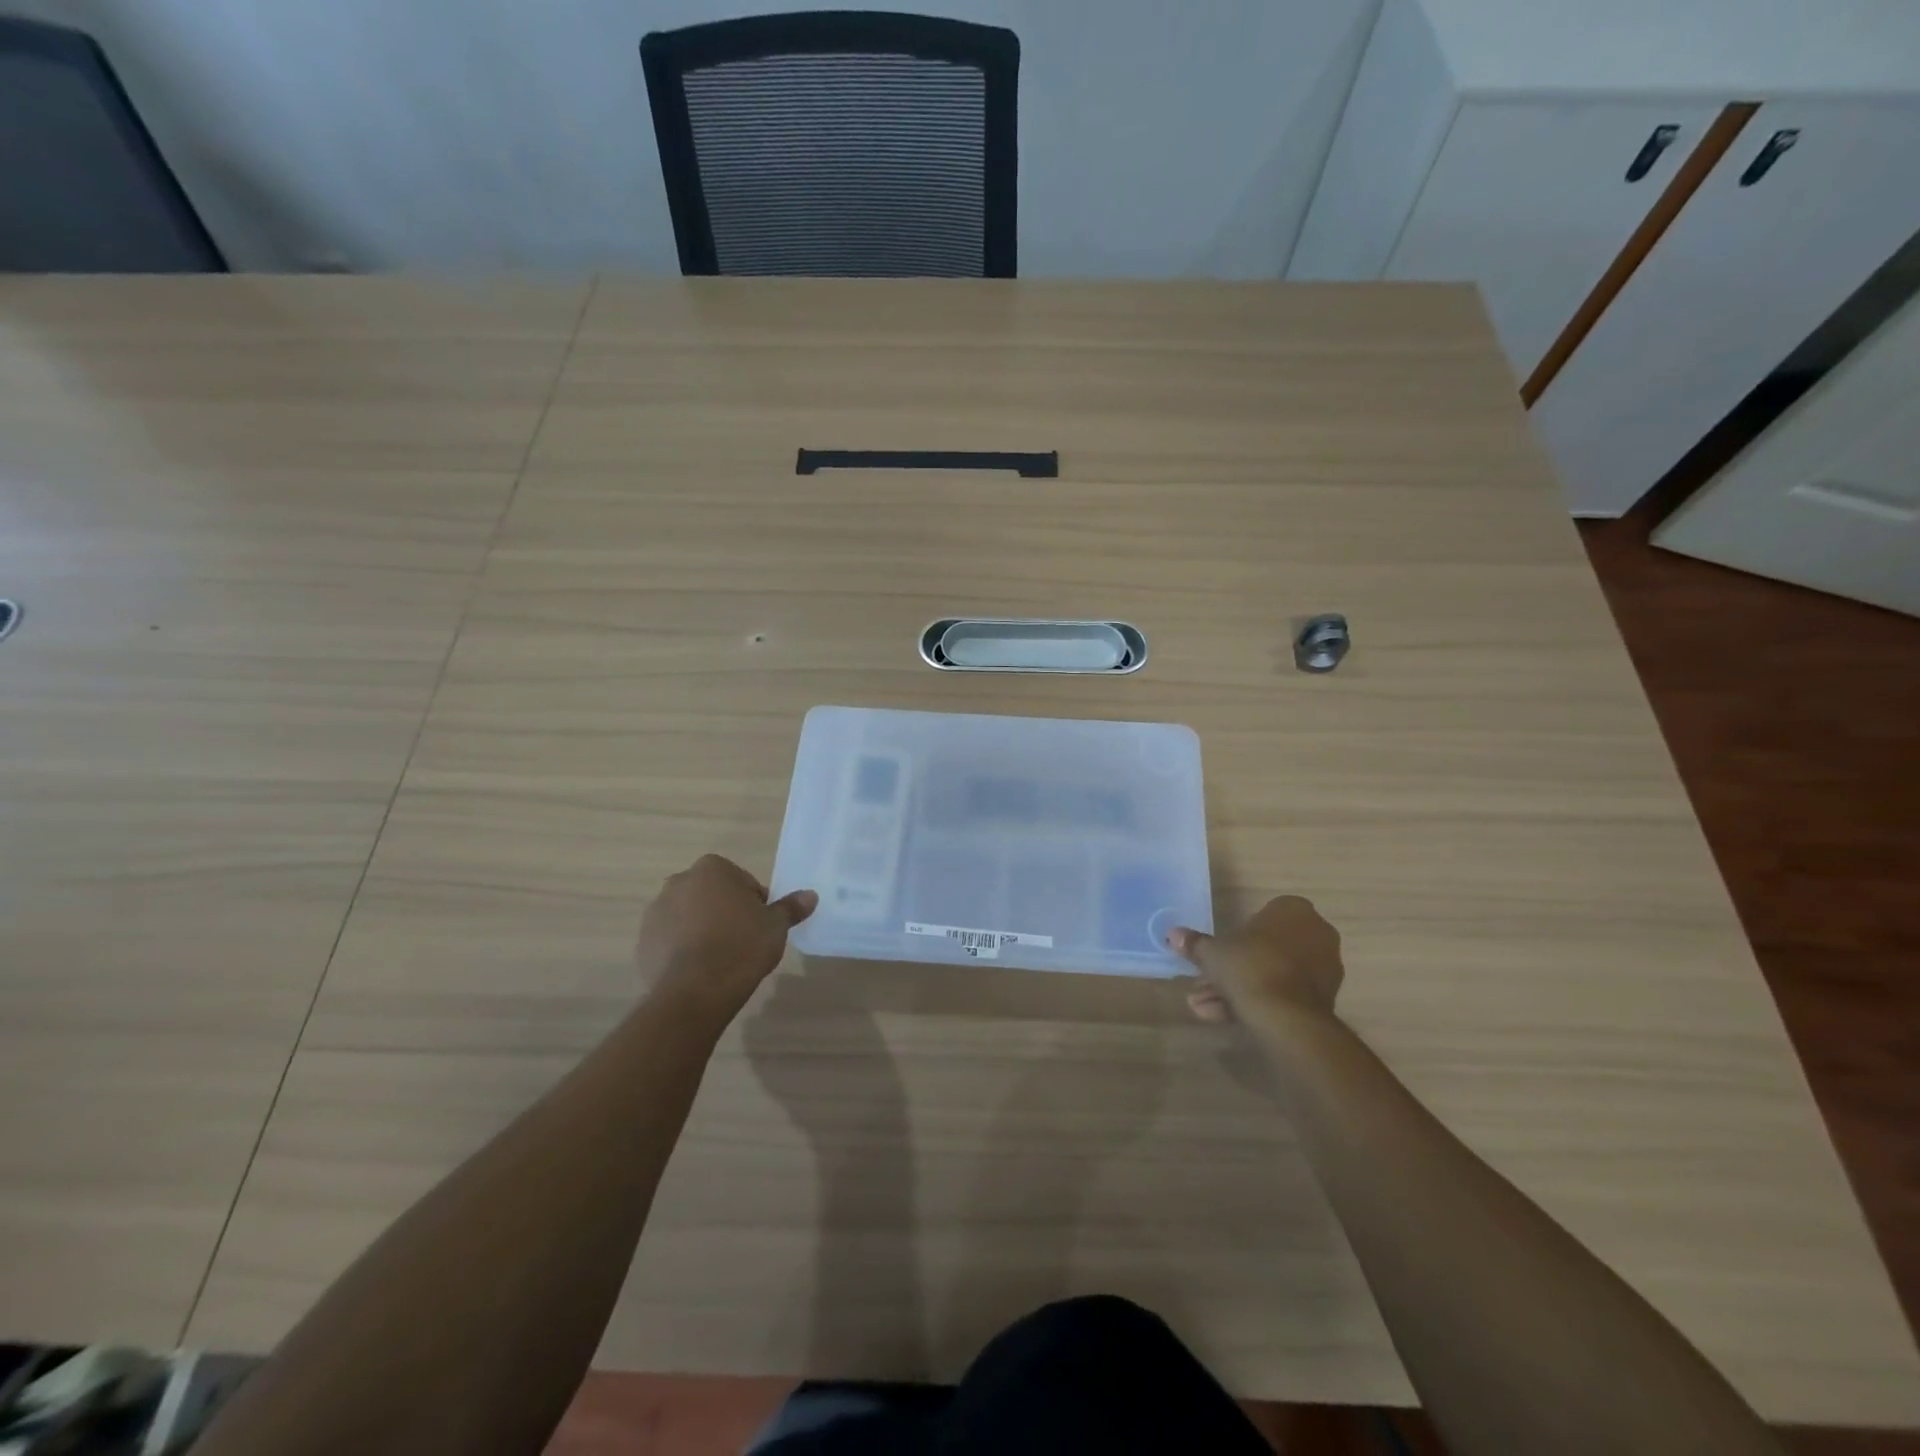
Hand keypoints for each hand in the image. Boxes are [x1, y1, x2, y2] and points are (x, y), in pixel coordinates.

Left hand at [636, 855, 816, 1021]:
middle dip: (724, 912)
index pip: (741, 881)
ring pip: (688, 917)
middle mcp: (679, 882)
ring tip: (719, 960)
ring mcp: (655, 913)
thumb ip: (790, 907)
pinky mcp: (643, 942)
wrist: (695, 991)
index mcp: (712, 869)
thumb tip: (810, 895)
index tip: (760, 926)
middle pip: (711, 895)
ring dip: (701, 930)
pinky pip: (670, 941)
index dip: (754, 903)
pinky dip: (682, 950)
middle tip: (742, 941)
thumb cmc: (741, 946)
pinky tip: (699, 971)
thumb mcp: (775, 926)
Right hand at [1169, 896, 1343, 1025]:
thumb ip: (1195, 943)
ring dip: (1240, 989)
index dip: (1236, 936)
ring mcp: (1323, 967)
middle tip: (1204, 984)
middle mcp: (1315, 933)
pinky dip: (1259, 1001)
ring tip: (1206, 1007)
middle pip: (1265, 949)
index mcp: (1293, 910)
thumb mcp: (1212, 953)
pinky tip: (1226, 1016)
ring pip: (1272, 973)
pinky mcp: (1325, 999)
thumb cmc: (1249, 966)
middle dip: (1233, 969)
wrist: (1286, 1016)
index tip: (1219, 952)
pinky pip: (1285, 993)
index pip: (1261, 916)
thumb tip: (1173, 934)